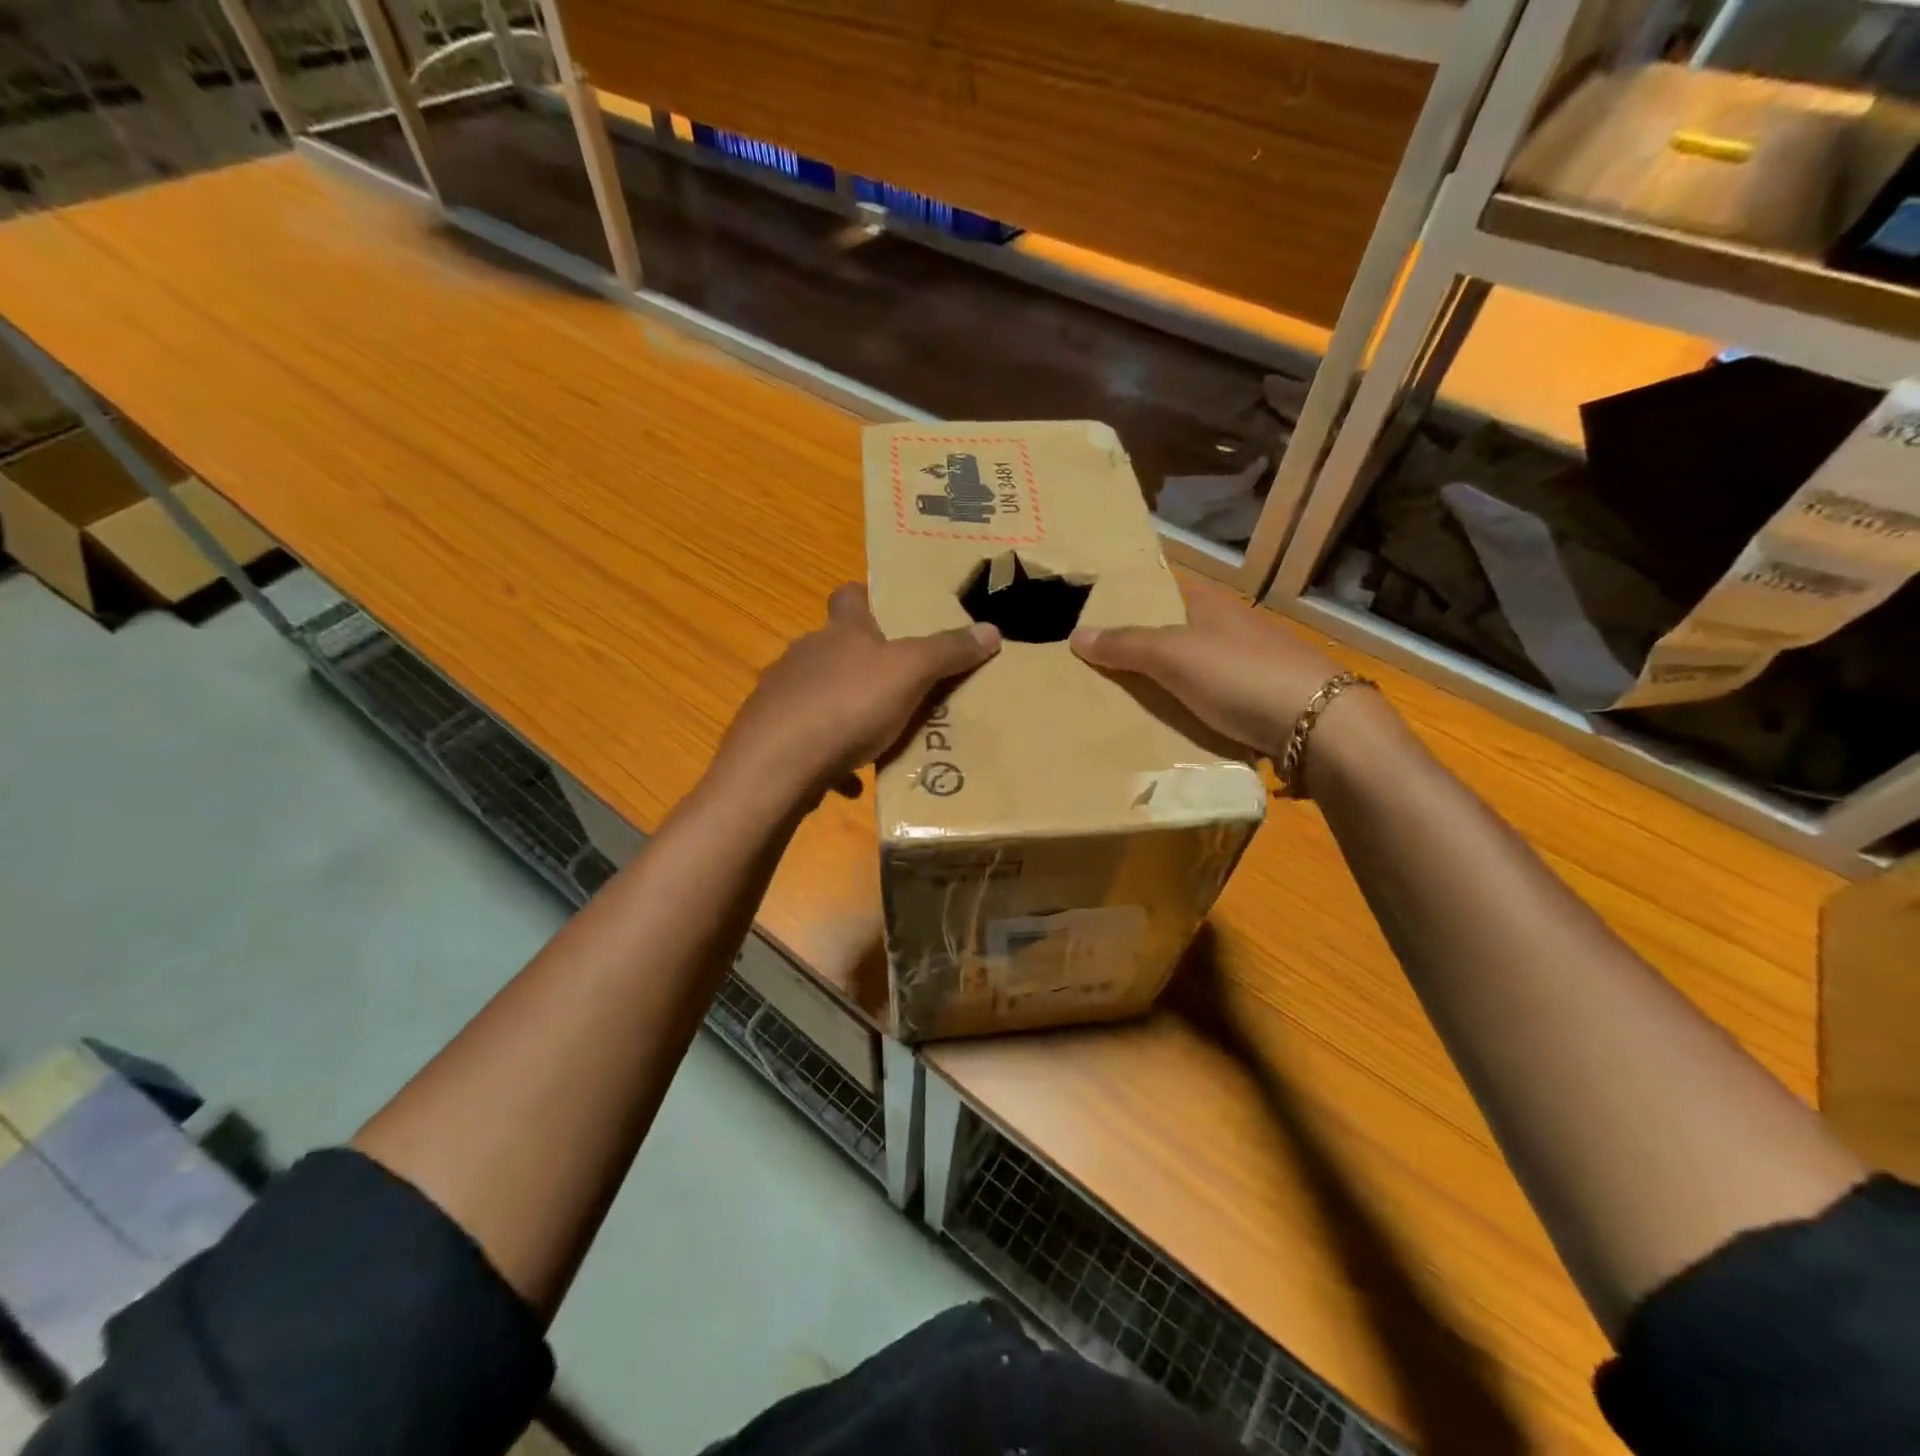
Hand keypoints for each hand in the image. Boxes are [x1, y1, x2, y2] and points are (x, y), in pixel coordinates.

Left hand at [717, 584, 999, 802]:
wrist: (776, 765)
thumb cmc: (848, 705)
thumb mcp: (910, 674)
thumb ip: (948, 652)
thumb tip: (991, 629)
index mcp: (840, 633)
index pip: (849, 596)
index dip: (867, 598)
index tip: (887, 612)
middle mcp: (804, 656)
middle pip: (835, 649)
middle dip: (863, 664)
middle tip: (899, 686)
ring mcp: (782, 696)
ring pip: (819, 696)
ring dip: (846, 711)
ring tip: (876, 737)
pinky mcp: (770, 737)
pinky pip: (807, 741)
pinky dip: (829, 755)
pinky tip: (848, 780)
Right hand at [1070, 576, 1353, 758]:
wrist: (1321, 728)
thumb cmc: (1242, 676)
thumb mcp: (1173, 656)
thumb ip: (1126, 645)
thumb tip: (1077, 634)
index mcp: (1212, 605)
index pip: (1165, 591)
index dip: (1132, 601)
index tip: (1095, 617)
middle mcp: (1234, 630)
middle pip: (1177, 634)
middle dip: (1143, 649)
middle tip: (1097, 669)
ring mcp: (1253, 668)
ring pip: (1196, 672)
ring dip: (1167, 685)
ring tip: (1122, 704)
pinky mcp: (1264, 706)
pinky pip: (1214, 705)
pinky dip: (1191, 713)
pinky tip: (1170, 730)